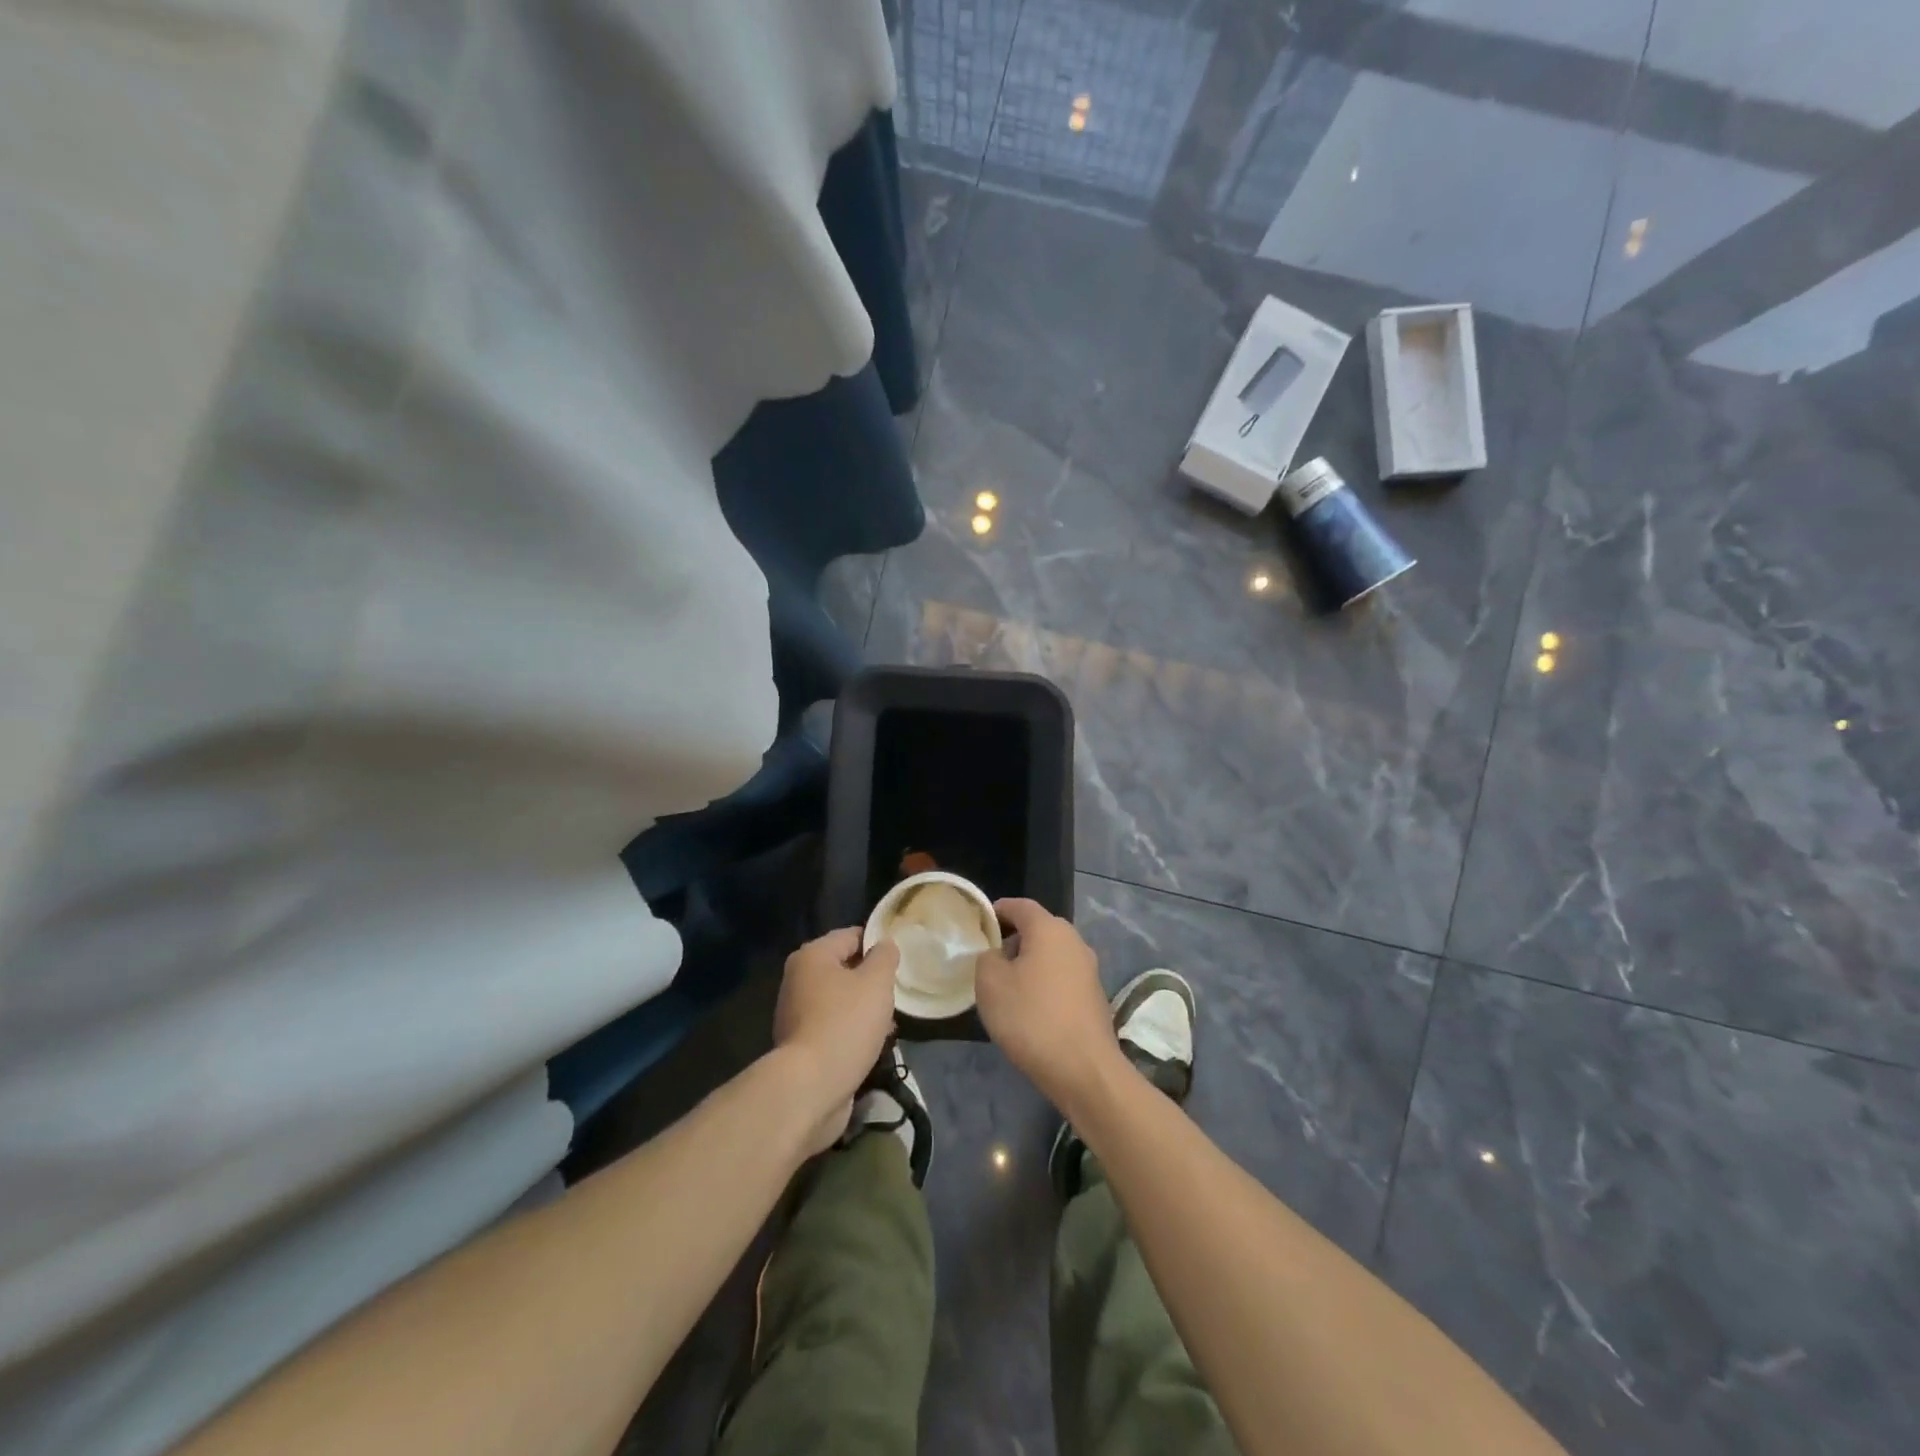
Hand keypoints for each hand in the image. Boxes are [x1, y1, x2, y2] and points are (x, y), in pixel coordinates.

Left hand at [772, 928, 898, 1152]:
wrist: (811, 1087)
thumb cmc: (845, 1023)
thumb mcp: (876, 982)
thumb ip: (885, 957)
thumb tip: (884, 945)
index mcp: (812, 956)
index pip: (851, 935)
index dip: (878, 944)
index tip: (901, 960)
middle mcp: (798, 979)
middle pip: (844, 968)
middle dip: (872, 980)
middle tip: (897, 993)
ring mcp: (796, 1013)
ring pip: (840, 999)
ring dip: (865, 1008)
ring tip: (890, 1023)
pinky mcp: (801, 1044)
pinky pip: (834, 1026)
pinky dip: (852, 1030)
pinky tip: (873, 1044)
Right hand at [974, 899, 1121, 1111]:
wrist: (1083, 1069)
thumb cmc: (1031, 1018)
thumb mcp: (990, 983)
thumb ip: (986, 958)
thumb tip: (997, 955)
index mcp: (1049, 929)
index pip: (1020, 906)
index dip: (998, 911)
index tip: (979, 925)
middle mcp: (1074, 941)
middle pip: (1038, 929)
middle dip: (1013, 940)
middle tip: (989, 960)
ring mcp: (1089, 969)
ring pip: (1051, 955)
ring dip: (1030, 964)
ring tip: (1007, 988)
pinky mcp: (1095, 996)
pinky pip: (1063, 978)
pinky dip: (1045, 984)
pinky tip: (1031, 1009)